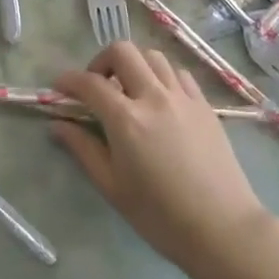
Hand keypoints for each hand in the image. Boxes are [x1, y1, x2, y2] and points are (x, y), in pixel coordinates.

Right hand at [52, 42, 266, 271]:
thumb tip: (58, 125)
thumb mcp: (111, 186)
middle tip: (97, 86)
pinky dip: (162, 77)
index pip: (89, 83)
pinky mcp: (205, 105)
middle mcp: (154, 97)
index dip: (68, 81)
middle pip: (123, 51)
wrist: (220, 227)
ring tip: (129, 91)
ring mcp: (183, 97)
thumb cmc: (159, 214)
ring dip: (134, 65)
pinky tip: (160, 100)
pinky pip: (179, 74)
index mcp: (126, 119)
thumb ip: (83, 149)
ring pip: (153, 57)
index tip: (59, 88)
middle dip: (101, 61)